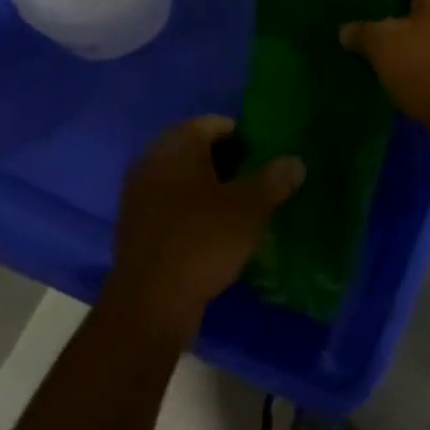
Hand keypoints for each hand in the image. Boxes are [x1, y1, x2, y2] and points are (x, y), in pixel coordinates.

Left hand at [105, 116, 303, 336]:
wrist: (149, 306)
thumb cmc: (201, 242)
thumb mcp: (249, 208)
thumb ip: (274, 179)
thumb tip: (295, 162)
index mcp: (176, 146)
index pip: (211, 123)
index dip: (241, 135)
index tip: (263, 156)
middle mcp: (151, 162)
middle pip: (194, 148)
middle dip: (225, 160)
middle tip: (254, 178)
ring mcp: (138, 195)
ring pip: (181, 177)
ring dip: (207, 185)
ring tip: (237, 205)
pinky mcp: (134, 227)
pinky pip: (169, 203)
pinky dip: (190, 208)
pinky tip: (211, 229)